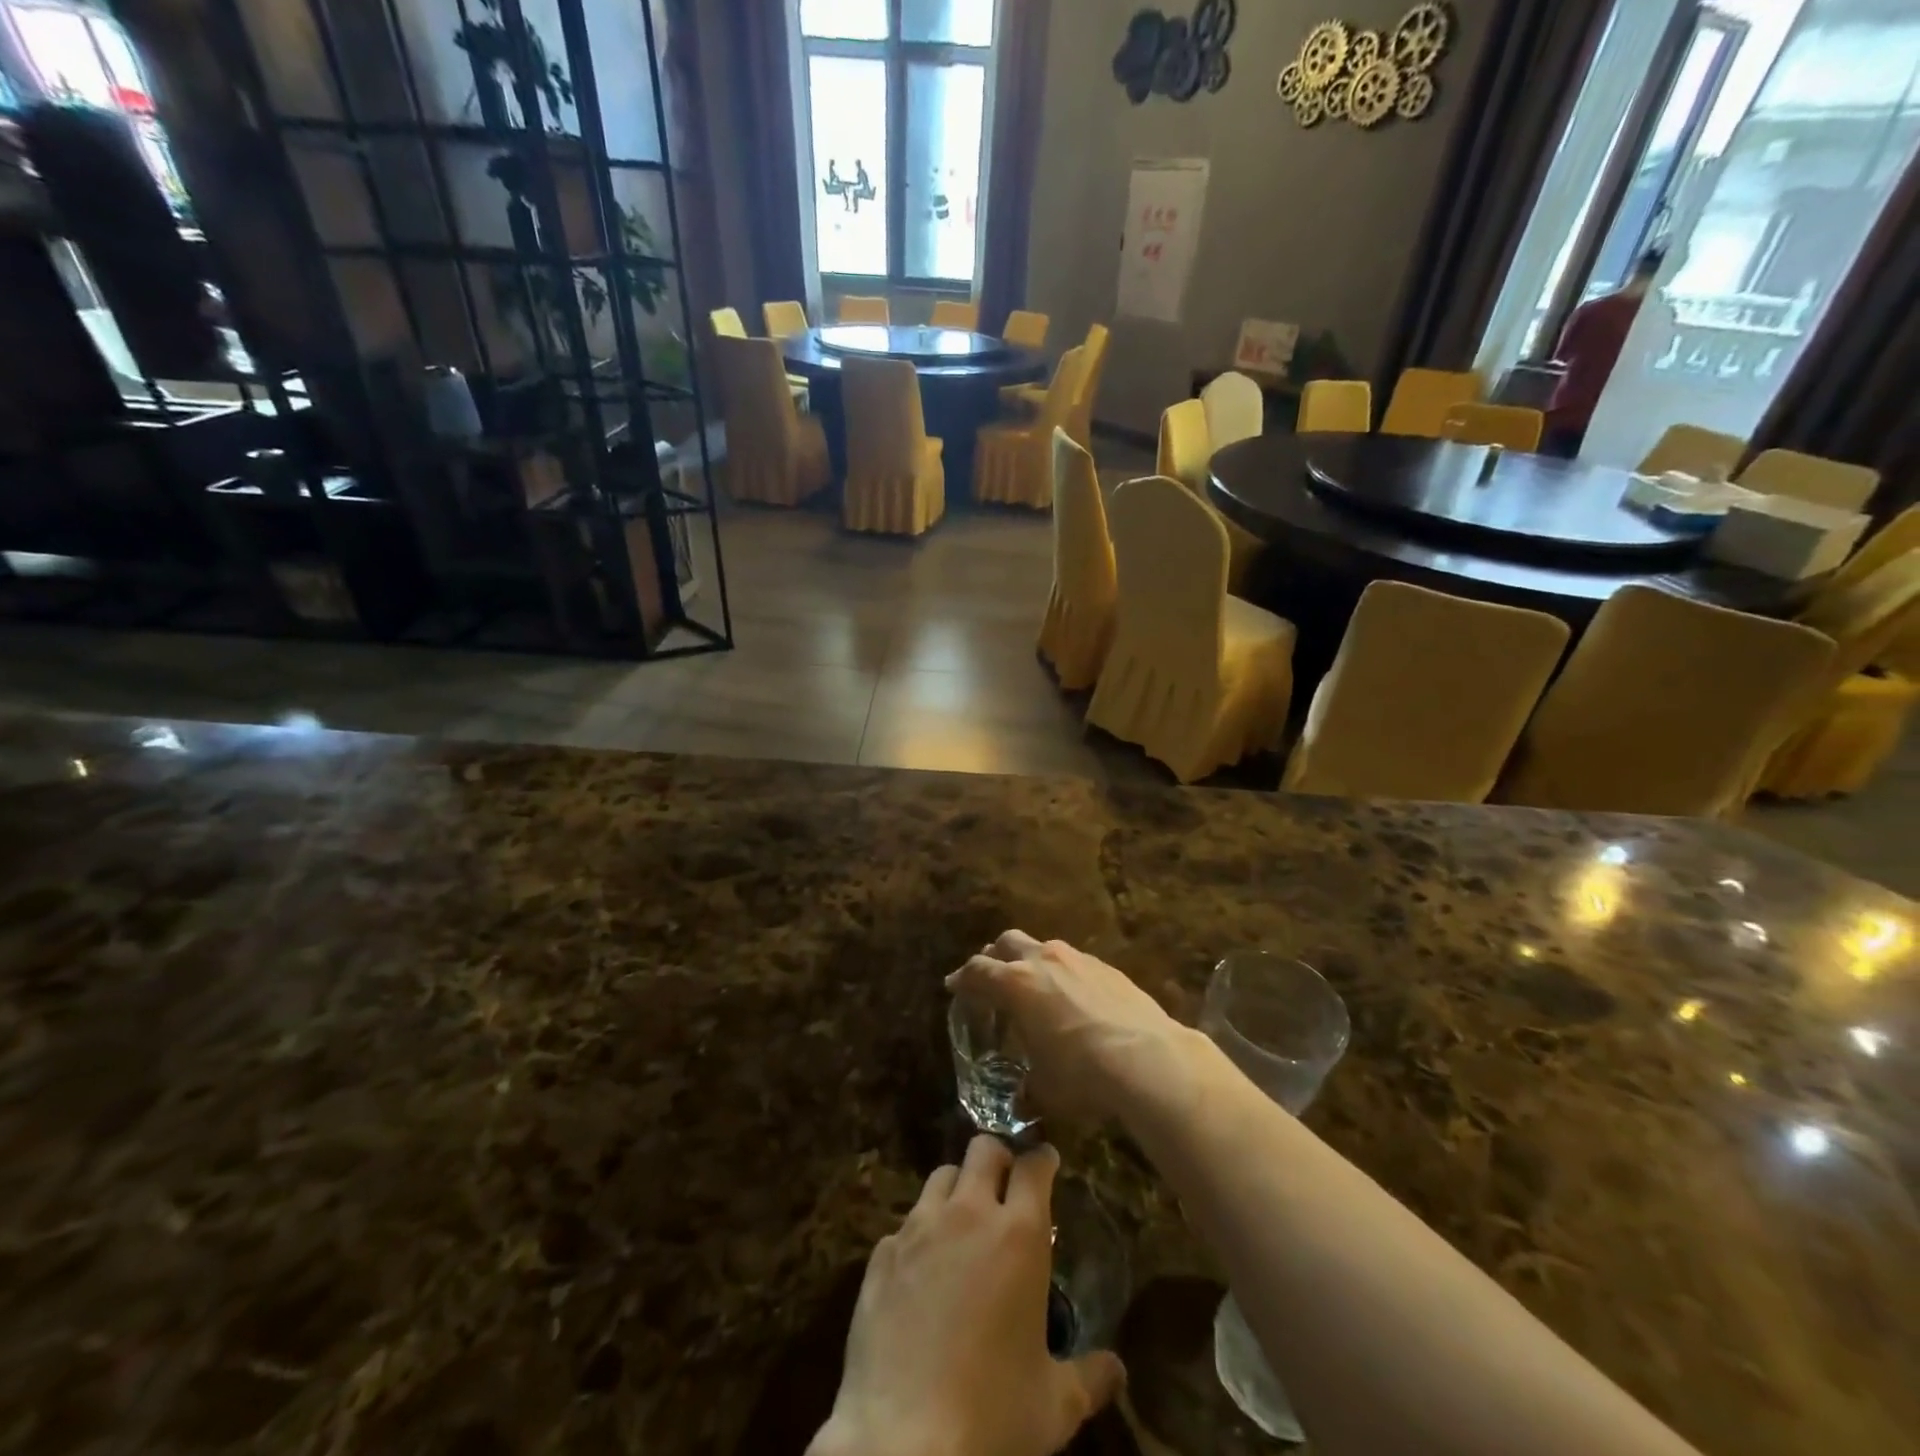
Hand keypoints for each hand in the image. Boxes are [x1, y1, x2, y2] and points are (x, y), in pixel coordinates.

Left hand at [812, 1137, 1123, 1455]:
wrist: (902, 1443)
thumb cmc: (992, 1416)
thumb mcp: (1054, 1405)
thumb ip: (1089, 1376)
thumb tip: (1118, 1370)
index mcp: (1018, 1235)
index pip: (1033, 1167)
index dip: (1042, 1160)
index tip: (1047, 1163)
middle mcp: (968, 1214)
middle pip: (983, 1149)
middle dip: (998, 1159)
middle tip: (1004, 1185)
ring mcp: (918, 1228)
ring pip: (940, 1176)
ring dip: (956, 1189)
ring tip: (962, 1222)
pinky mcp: (881, 1253)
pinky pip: (904, 1224)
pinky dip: (918, 1235)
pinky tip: (921, 1271)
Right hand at [946, 931, 1200, 1127]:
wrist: (1149, 1059)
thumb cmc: (1083, 1074)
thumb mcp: (1045, 1089)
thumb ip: (1027, 1087)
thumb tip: (1022, 1099)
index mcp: (1016, 984)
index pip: (977, 972)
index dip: (962, 979)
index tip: (954, 986)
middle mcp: (1043, 960)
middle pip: (1007, 943)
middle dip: (994, 957)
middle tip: (992, 979)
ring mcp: (1078, 959)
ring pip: (1043, 947)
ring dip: (1031, 962)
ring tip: (1035, 990)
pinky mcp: (1107, 967)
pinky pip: (1074, 962)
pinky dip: (1063, 974)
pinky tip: (1074, 1000)